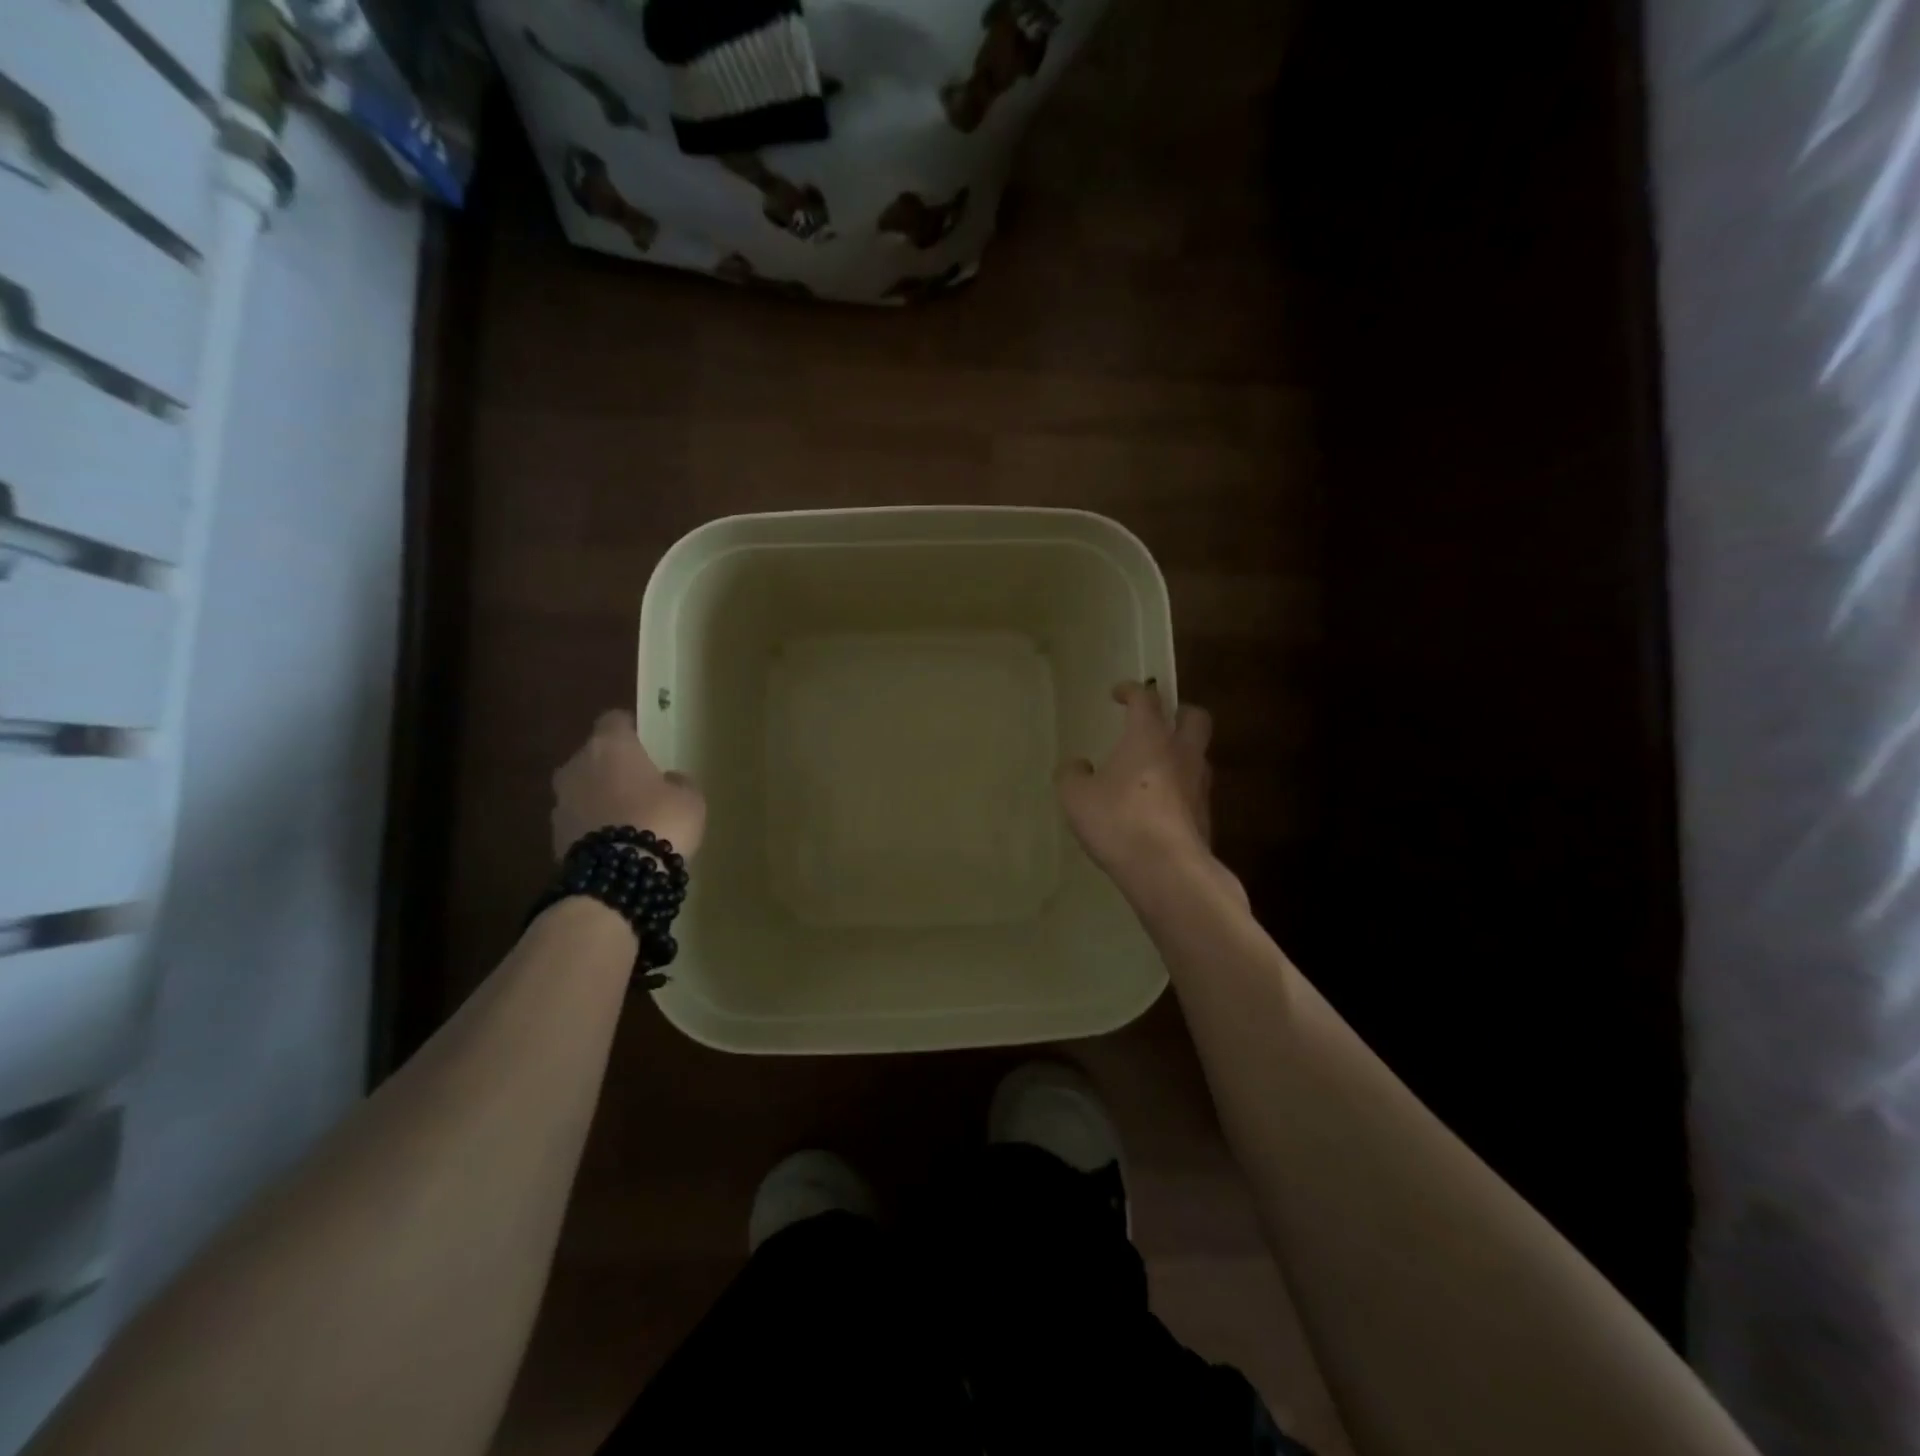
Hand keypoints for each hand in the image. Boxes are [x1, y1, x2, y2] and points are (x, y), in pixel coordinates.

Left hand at [551, 710, 705, 860]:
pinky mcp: (554, 835)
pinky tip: (614, 842)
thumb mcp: (689, 799)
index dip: (629, 728)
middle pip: (593, 756)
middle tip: (637, 785)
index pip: (613, 720)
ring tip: (626, 819)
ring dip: (599, 798)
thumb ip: (678, 783)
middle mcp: (576, 766)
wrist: (618, 876)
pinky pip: (578, 820)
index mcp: (610, 746)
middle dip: (611, 768)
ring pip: (582, 790)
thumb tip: (669, 780)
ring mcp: (559, 801)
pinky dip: (592, 826)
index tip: (642, 740)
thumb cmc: (660, 821)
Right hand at [1057, 681, 1214, 885]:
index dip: (1132, 691)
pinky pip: (1195, 790)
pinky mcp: (1206, 817)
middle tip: (1158, 722)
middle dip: (1178, 713)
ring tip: (1157, 767)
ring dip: (1182, 752)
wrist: (1167, 870)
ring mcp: (1199, 785)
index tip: (1119, 694)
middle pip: (1194, 718)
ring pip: (1198, 755)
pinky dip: (1180, 789)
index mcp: (1149, 738)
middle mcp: (1181, 753)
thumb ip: (1073, 775)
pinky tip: (1160, 805)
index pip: (1146, 699)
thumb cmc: (1118, 821)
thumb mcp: (1076, 797)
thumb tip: (1077, 766)